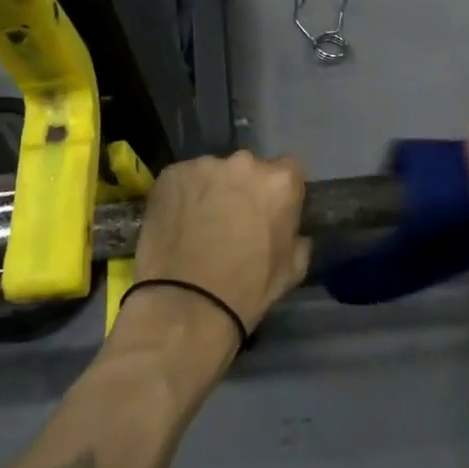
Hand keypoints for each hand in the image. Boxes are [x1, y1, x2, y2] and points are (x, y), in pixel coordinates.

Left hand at [128, 150, 309, 341]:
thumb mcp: (292, 269)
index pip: (289, 170)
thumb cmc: (247, 290)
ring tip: (199, 223)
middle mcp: (244, 163)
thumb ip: (298, 239)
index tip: (271, 211)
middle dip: (244, 188)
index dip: (279, 192)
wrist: (186, 304)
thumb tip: (293, 232)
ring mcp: (204, 166)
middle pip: (248, 169)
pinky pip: (182, 180)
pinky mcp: (171, 174)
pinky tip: (176, 222)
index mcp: (280, 182)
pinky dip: (182, 196)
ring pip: (213, 173)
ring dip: (211, 191)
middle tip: (233, 218)